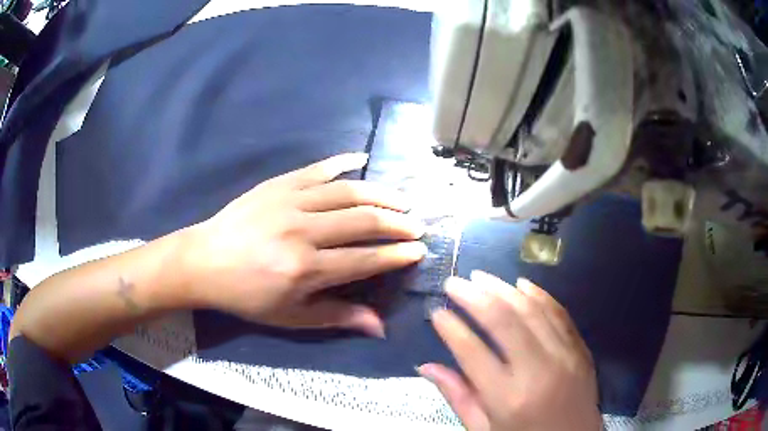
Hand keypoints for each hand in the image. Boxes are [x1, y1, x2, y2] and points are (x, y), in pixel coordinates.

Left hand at [179, 153, 426, 336]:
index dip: (396, 255)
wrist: (205, 262)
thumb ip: (337, 316)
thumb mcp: (290, 316)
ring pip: (347, 192)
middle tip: (418, 225)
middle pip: (362, 221)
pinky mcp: (278, 184)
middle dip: (397, 224)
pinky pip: (317, 169)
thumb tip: (380, 326)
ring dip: (380, 194)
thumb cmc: (247, 295)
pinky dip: (343, 162)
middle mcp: (303, 231)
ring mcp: (290, 201)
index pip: (364, 259)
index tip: (418, 250)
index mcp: (305, 269)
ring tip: (402, 200)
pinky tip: (363, 159)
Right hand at [419, 273, 600, 430]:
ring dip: (504, 288)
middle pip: (503, 320)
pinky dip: (539, 295)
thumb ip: (458, 397)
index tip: (436, 312)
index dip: (451, 328)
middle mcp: (538, 371)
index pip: (472, 352)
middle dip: (474, 296)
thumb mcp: (485, 430)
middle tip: (453, 283)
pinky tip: (521, 284)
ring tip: (481, 278)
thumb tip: (426, 367)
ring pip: (532, 309)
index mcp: (508, 398)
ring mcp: (565, 356)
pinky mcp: (580, 349)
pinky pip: (559, 313)